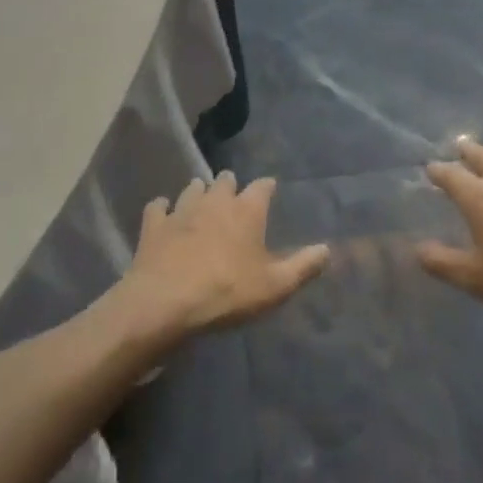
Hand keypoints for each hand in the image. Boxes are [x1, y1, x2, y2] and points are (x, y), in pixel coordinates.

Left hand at [121, 173, 329, 335]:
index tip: (270, 190)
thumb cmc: (227, 292)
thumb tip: (327, 249)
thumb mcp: (275, 286)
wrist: (165, 302)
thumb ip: (303, 266)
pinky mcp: (154, 225)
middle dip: (230, 185)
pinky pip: (158, 207)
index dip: (267, 187)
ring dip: (199, 192)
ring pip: (192, 188)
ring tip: (202, 199)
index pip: (262, 186)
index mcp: (247, 210)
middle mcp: (215, 200)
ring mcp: (182, 209)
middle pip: (225, 180)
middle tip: (233, 197)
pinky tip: (163, 214)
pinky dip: (162, 208)